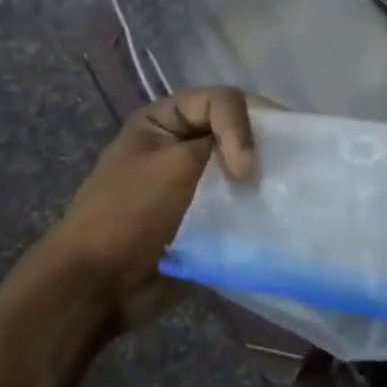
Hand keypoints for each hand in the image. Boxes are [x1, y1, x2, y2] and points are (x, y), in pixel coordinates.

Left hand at [4, 88, 262, 330]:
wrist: (100, 286)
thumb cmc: (130, 215)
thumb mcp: (174, 165)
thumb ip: (223, 144)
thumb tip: (259, 163)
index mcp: (163, 121)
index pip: (221, 101)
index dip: (242, 125)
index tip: (245, 168)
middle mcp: (180, 144)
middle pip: (236, 130)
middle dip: (261, 146)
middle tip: (286, 167)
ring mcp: (193, 182)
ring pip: (241, 167)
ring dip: (262, 178)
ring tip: (284, 192)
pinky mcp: (206, 217)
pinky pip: (239, 201)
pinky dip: (256, 204)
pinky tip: (271, 212)